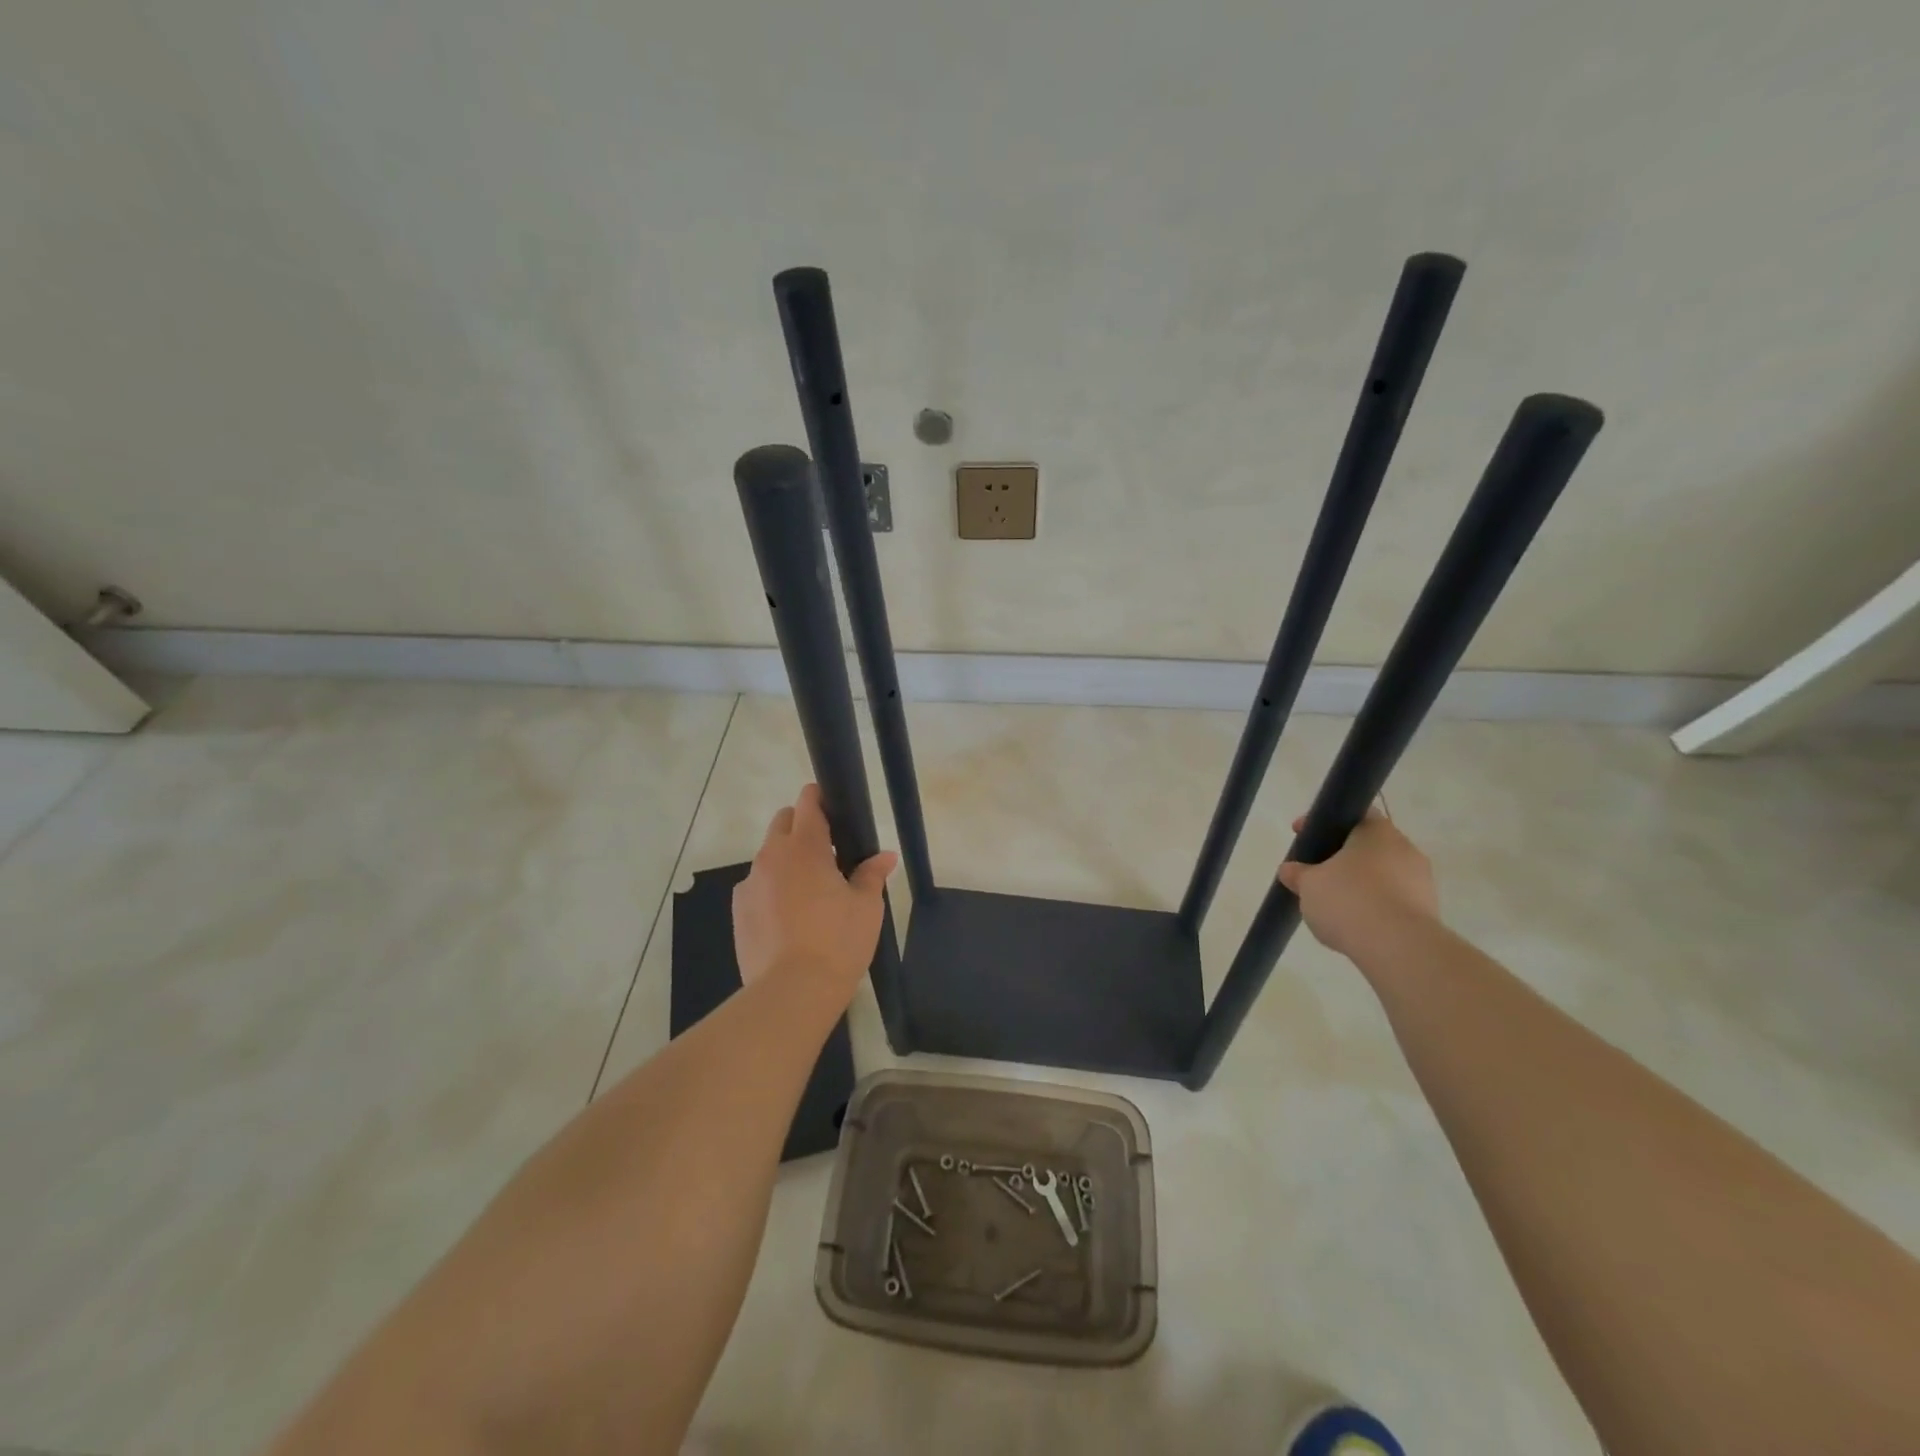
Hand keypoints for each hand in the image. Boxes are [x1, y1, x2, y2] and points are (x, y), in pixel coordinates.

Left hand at [731, 784, 896, 1003]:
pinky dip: (772, 888)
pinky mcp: (738, 910)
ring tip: (809, 891)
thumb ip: (871, 874)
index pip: (807, 803)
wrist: (792, 991)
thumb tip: (885, 856)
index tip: (834, 806)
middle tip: (828, 852)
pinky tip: (788, 917)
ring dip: (787, 860)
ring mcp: (750, 883)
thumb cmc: (838, 941)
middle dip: (802, 826)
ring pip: (768, 855)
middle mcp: (772, 856)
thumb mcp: (866, 907)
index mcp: (805, 847)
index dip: (820, 797)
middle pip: (783, 822)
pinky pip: (757, 885)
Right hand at [1277, 807, 1438, 959]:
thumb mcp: (1309, 885)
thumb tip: (1290, 870)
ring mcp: (1422, 881)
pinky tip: (1356, 923)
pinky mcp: (1429, 911)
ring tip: (1335, 905)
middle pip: (1369, 845)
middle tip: (1317, 873)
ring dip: (1361, 884)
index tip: (1303, 836)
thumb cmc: (1348, 900)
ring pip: (1383, 874)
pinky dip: (1375, 906)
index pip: (1353, 814)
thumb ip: (1298, 873)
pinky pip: (1395, 900)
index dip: (1324, 823)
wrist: (1398, 947)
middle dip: (1342, 857)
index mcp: (1377, 831)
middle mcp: (1405, 849)